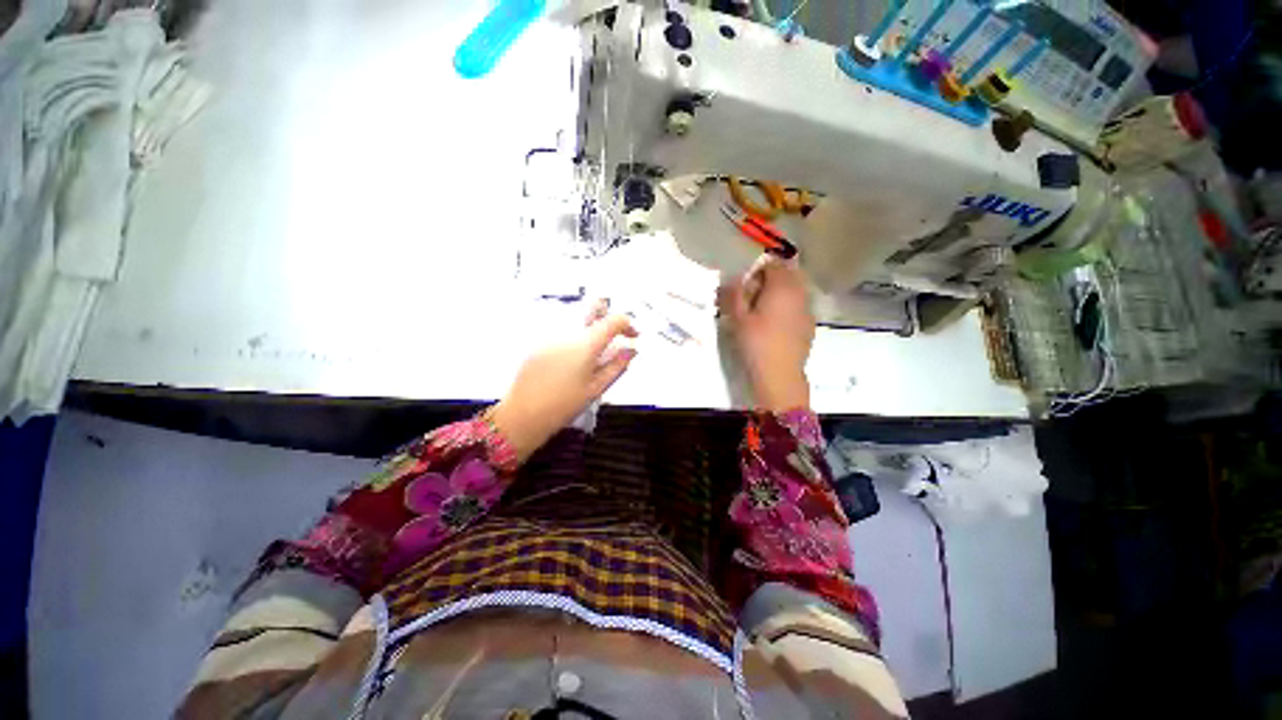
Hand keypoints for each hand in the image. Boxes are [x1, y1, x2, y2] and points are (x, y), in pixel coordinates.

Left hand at [488, 312, 637, 462]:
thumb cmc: (564, 405)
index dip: (628, 324)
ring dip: (591, 327)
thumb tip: (632, 349)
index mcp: (586, 344)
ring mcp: (550, 334)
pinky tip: (573, 359)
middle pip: (592, 306)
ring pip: (577, 317)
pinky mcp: (538, 341)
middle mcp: (567, 331)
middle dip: (608, 316)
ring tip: (594, 352)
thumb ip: (618, 365)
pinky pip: (562, 329)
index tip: (634, 336)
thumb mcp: (597, 388)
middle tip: (614, 335)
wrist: (523, 415)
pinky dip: (575, 336)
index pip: (613, 320)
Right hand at [718, 256, 814, 412]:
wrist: (779, 375)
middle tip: (752, 298)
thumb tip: (735, 278)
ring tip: (762, 312)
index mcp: (782, 287)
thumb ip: (735, 293)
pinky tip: (774, 326)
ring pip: (794, 290)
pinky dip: (787, 307)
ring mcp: (807, 309)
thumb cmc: (756, 343)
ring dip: (779, 293)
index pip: (773, 264)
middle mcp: (799, 293)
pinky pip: (798, 305)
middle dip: (770, 280)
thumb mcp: (738, 318)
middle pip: (787, 274)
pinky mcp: (809, 324)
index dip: (757, 271)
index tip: (745, 287)